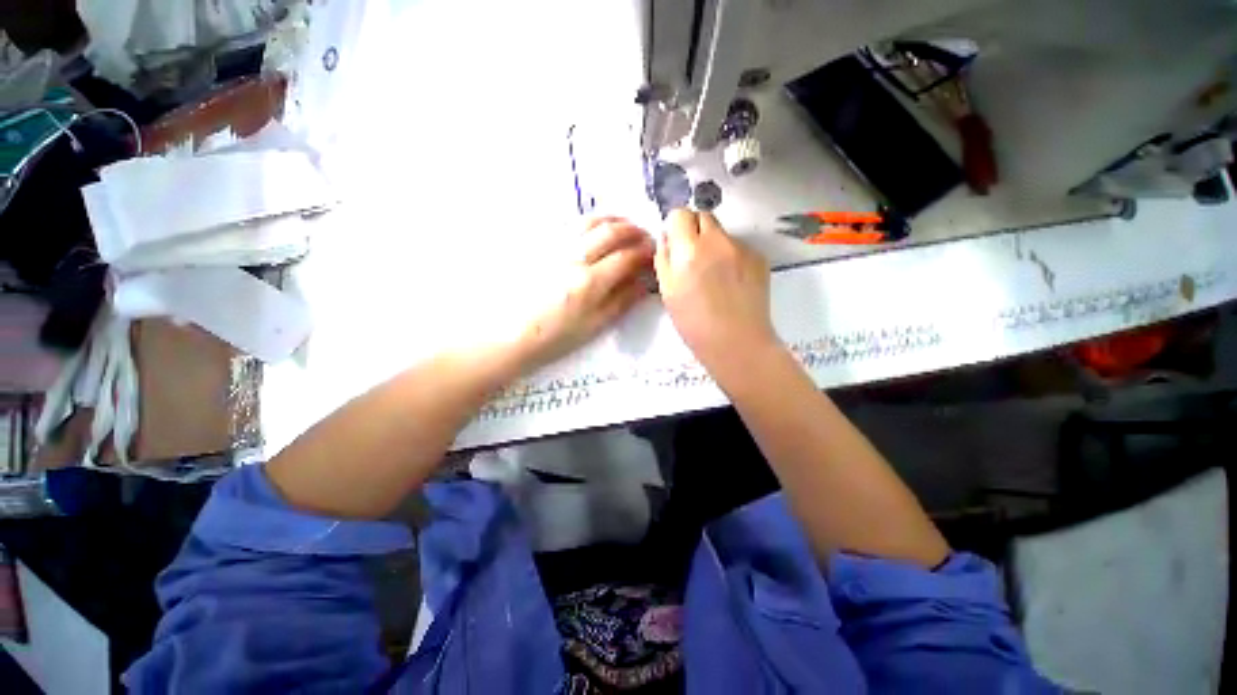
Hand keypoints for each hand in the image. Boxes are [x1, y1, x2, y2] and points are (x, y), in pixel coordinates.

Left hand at [515, 217, 653, 369]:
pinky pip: (571, 225)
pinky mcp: (543, 246)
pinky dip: (590, 222)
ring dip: (613, 220)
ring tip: (625, 227)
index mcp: (590, 282)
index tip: (655, 253)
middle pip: (610, 232)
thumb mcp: (595, 325)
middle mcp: (574, 258)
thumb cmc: (557, 336)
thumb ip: (622, 301)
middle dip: (633, 231)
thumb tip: (645, 283)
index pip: (626, 257)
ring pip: (590, 222)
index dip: (645, 253)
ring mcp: (556, 248)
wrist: (513, 334)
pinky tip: (596, 229)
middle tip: (645, 237)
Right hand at [654, 209, 777, 373]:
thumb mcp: (667, 291)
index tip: (676, 244)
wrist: (736, 342)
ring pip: (723, 233)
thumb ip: (664, 258)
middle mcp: (717, 240)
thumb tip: (667, 238)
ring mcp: (742, 248)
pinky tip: (732, 281)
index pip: (680, 214)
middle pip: (703, 215)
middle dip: (695, 230)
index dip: (675, 227)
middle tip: (693, 257)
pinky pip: (739, 247)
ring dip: (714, 244)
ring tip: (715, 275)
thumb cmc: (694, 322)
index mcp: (689, 249)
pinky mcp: (759, 257)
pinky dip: (732, 256)